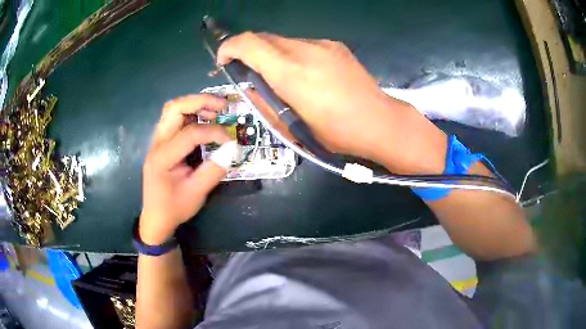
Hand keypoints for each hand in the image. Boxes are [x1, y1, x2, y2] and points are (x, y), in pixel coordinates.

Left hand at [140, 94, 230, 244]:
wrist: (156, 219)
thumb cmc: (174, 208)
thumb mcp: (197, 193)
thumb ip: (214, 169)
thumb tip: (234, 149)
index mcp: (163, 157)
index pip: (190, 133)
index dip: (214, 132)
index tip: (231, 140)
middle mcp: (157, 143)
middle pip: (174, 108)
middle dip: (200, 101)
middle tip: (223, 105)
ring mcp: (157, 141)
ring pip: (172, 110)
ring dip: (194, 105)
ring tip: (215, 110)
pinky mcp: (161, 143)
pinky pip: (174, 119)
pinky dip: (190, 114)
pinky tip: (204, 120)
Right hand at [218, 32, 446, 173]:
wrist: (379, 122)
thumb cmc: (336, 133)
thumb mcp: (293, 127)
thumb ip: (264, 102)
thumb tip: (249, 86)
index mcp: (291, 73)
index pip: (249, 43)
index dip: (230, 47)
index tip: (224, 60)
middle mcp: (305, 50)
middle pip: (264, 38)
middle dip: (249, 51)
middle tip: (249, 71)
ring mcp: (323, 45)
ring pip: (283, 41)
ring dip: (272, 54)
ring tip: (281, 77)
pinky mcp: (335, 45)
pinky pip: (303, 44)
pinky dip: (293, 54)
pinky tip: (306, 74)